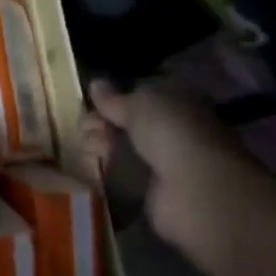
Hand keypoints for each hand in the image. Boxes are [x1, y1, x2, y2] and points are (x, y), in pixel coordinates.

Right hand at [83, 37, 266, 247]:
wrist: (194, 190)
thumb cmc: (170, 132)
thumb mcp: (138, 103)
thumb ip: (114, 98)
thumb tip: (96, 84)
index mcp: (177, 99)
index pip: (142, 92)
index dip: (116, 95)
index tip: (91, 99)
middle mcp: (173, 128)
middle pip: (131, 121)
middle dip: (104, 121)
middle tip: (82, 124)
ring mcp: (165, 161)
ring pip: (126, 147)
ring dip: (103, 143)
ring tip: (83, 143)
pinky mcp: (154, 191)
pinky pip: (125, 174)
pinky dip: (107, 170)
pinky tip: (89, 163)